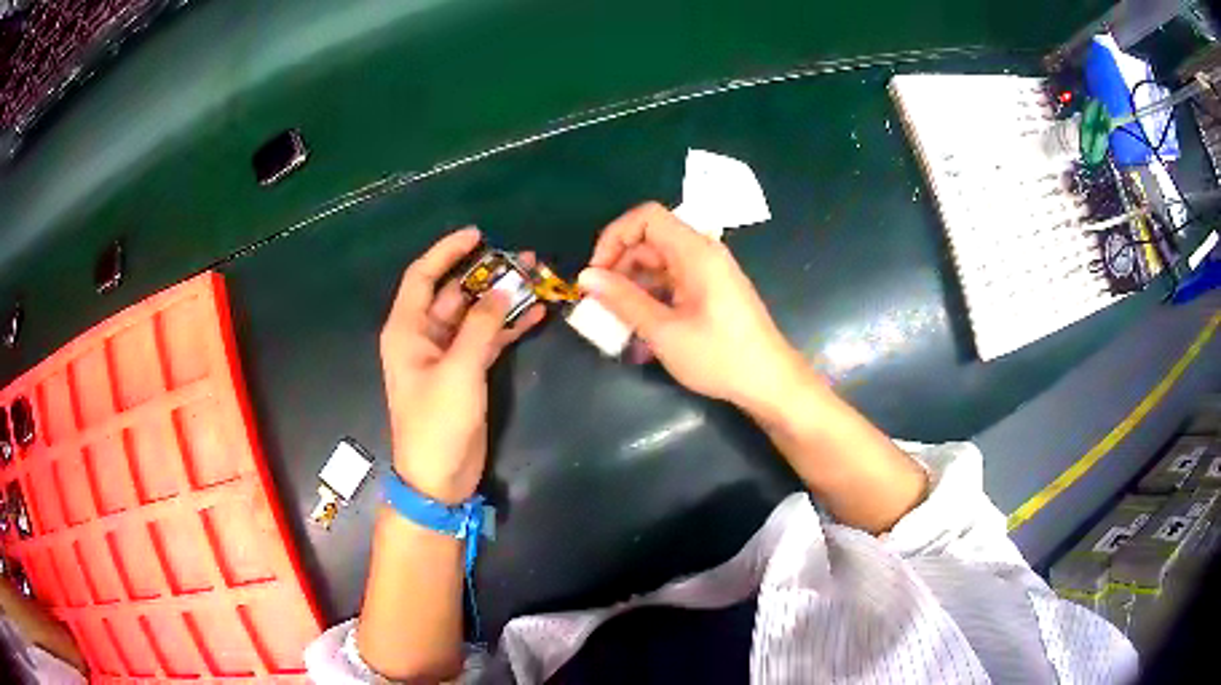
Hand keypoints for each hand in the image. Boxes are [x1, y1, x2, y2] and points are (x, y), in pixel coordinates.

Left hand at [380, 228, 544, 503]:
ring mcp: (446, 354)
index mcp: (407, 330)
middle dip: (487, 275)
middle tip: (523, 259)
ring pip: (474, 314)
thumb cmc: (437, 423)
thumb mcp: (458, 371)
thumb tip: (503, 289)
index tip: (479, 234)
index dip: (447, 251)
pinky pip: (487, 338)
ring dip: (501, 299)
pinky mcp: (466, 372)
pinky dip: (507, 326)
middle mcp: (424, 336)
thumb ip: (480, 327)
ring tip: (536, 280)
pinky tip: (534, 314)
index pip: (423, 276)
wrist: (439, 477)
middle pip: (454, 292)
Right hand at [578, 203, 812, 412]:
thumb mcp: (664, 331)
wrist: (770, 382)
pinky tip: (638, 332)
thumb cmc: (719, 356)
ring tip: (614, 321)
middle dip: (618, 267)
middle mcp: (703, 254)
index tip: (596, 273)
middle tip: (599, 303)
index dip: (614, 237)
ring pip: (658, 265)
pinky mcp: (710, 292)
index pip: (646, 217)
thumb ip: (623, 300)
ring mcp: (708, 273)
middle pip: (650, 241)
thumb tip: (586, 277)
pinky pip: (672, 283)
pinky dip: (651, 299)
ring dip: (632, 288)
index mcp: (695, 252)